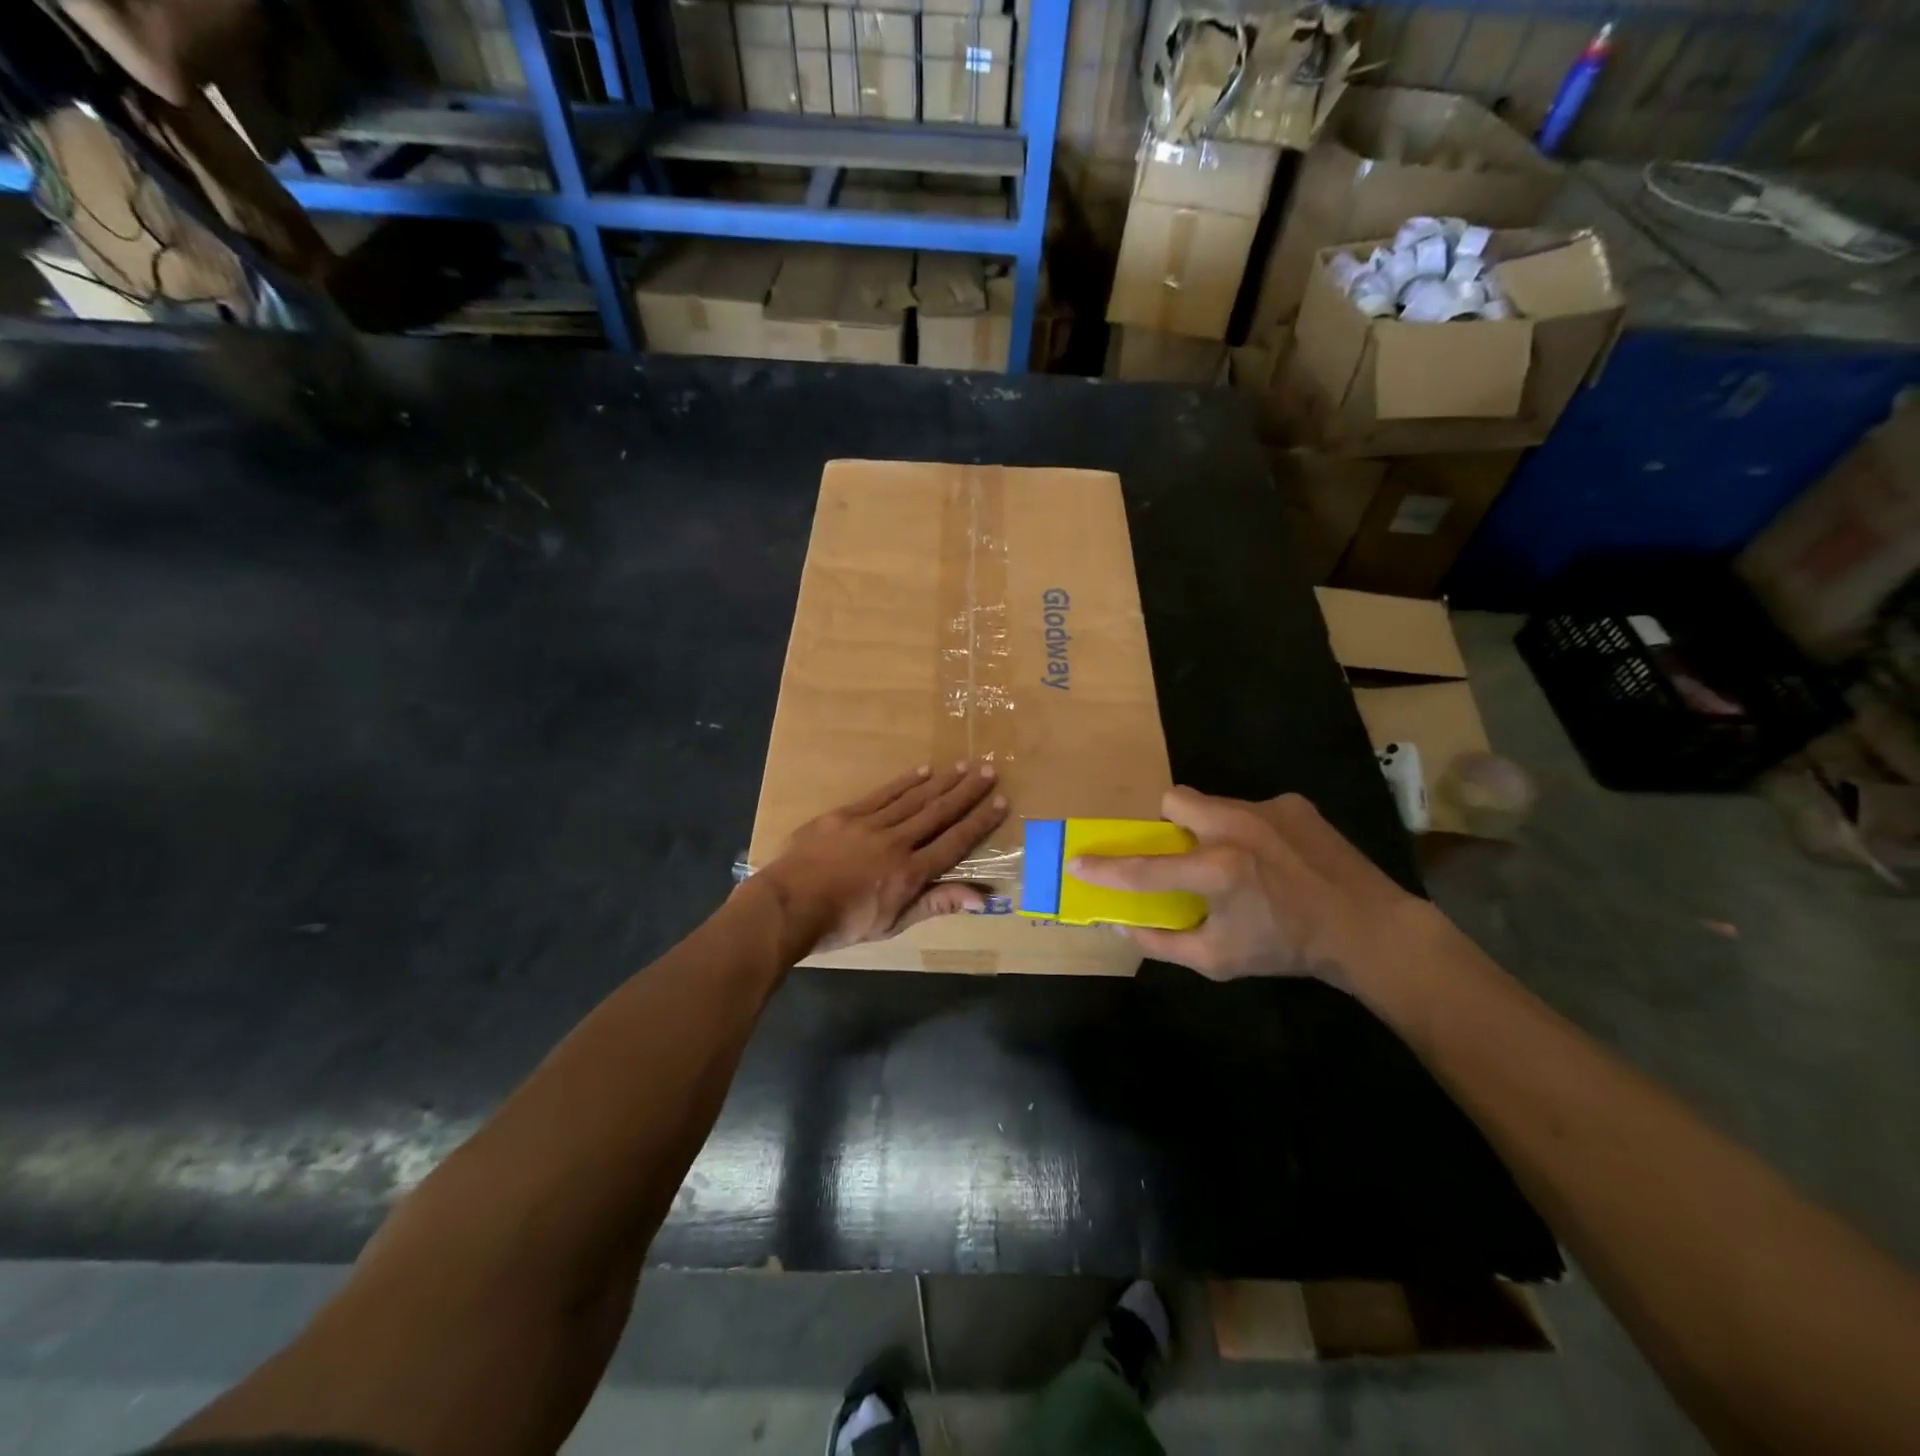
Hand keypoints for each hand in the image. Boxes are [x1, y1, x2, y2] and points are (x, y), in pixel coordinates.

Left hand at [758, 762, 1007, 952]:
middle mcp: (896, 843)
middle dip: (966, 792)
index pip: (954, 843)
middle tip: (988, 770)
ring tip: (962, 766)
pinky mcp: (845, 815)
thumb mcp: (892, 924)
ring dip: (941, 782)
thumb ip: (935, 904)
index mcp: (910, 873)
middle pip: (938, 813)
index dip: (979, 822)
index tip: (1000, 801)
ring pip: (913, 799)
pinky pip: (881, 795)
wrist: (787, 905)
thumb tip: (982, 899)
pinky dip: (903, 782)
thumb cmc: (841, 924)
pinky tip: (921, 771)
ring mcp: (870, 825)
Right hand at [1069, 786, 1429, 991]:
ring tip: (1236, 860)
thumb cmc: (1286, 948)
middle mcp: (1236, 828)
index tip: (1077, 863)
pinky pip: (1249, 808)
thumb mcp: (1219, 960)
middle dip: (1167, 825)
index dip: (1105, 868)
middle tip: (1184, 854)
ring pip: (1211, 803)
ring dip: (1208, 828)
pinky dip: (1247, 830)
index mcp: (1217, 871)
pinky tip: (1273, 857)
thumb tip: (1121, 926)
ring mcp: (1266, 809)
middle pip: (1173, 800)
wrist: (1368, 929)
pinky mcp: (1292, 803)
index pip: (1145, 869)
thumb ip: (1163, 943)